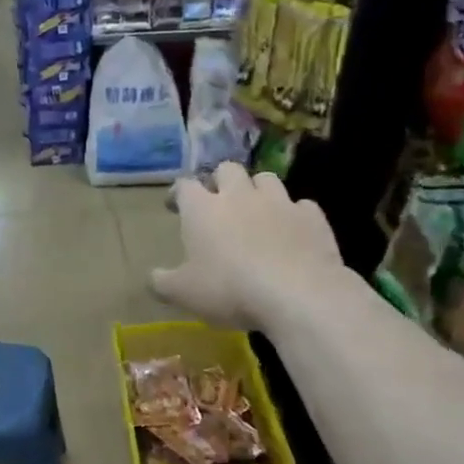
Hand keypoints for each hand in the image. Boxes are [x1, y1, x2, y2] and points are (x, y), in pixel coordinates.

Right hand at [151, 163, 348, 330]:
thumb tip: (152, 277)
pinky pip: (301, 205)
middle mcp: (239, 195)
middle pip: (227, 169)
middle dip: (221, 180)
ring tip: (256, 210)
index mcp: (203, 209)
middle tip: (218, 201)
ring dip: (258, 190)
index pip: (184, 186)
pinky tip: (292, 231)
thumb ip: (163, 282)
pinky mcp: (312, 216)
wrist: (297, 294)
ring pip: (266, 178)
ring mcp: (279, 202)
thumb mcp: (184, 293)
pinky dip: (294, 214)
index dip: (178, 193)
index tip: (175, 205)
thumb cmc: (229, 289)